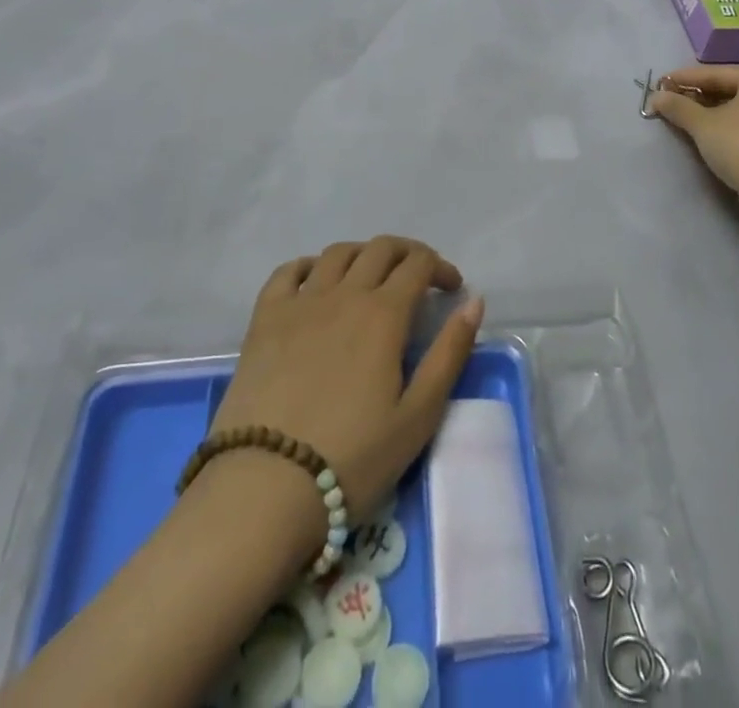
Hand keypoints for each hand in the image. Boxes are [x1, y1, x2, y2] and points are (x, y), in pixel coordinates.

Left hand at [208, 237, 482, 522]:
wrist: (264, 489)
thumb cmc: (352, 459)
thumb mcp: (418, 416)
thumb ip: (449, 354)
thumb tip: (474, 302)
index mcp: (384, 313)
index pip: (418, 264)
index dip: (440, 268)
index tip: (451, 289)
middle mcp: (344, 293)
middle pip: (381, 249)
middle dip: (407, 254)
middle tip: (418, 278)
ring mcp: (300, 303)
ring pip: (337, 253)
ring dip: (363, 255)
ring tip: (371, 277)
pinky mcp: (264, 319)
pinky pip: (287, 272)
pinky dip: (308, 265)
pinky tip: (315, 282)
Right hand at [646, 66, 738, 210]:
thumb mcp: (703, 125)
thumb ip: (678, 107)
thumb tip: (656, 97)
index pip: (715, 74)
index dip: (684, 78)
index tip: (660, 83)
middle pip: (728, 89)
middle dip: (697, 96)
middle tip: (670, 101)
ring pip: (738, 108)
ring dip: (710, 112)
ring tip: (684, 118)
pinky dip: (727, 126)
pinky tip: (708, 134)